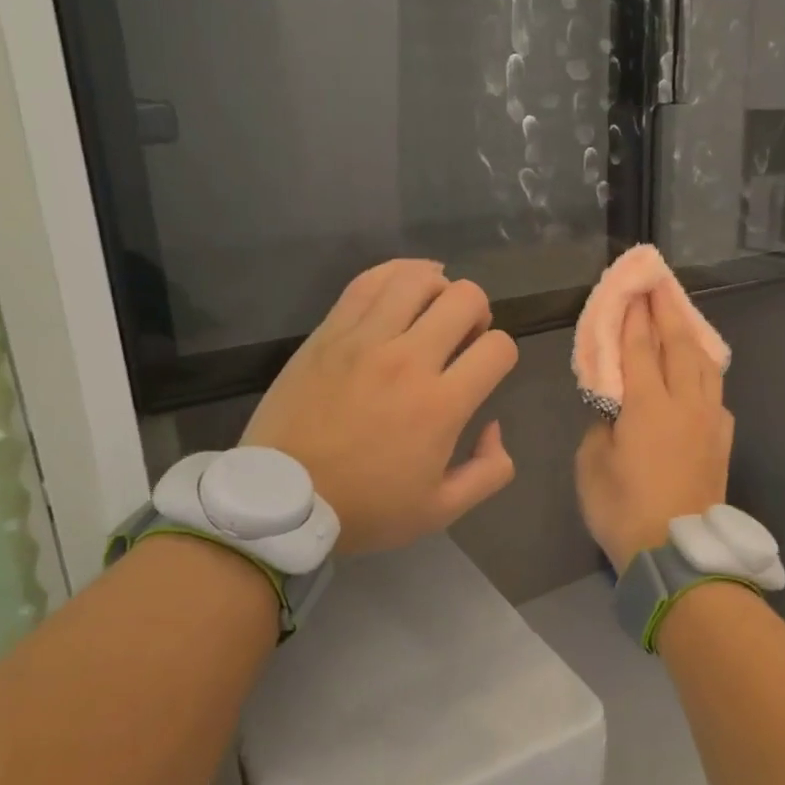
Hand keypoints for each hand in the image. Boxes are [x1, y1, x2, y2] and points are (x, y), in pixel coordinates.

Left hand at [244, 260, 519, 553]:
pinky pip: (369, 281)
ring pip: (419, 279)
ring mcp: (364, 340)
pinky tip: (404, 287)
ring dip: (439, 288)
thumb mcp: (441, 510)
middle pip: (466, 299)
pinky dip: (396, 274)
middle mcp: (408, 360)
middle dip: (478, 313)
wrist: (281, 499)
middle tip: (463, 337)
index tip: (486, 370)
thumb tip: (493, 426)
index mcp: (441, 405)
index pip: (498, 347)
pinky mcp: (330, 332)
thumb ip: (489, 471)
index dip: (503, 353)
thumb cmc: (364, 508)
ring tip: (432, 309)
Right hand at [575, 286, 732, 573]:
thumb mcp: (591, 465)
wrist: (678, 552)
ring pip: (705, 364)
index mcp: (648, 405)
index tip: (633, 290)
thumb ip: (601, 426)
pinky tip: (700, 373)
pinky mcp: (722, 440)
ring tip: (682, 317)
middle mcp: (684, 403)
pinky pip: (715, 393)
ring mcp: (709, 421)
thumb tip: (614, 410)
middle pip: (679, 345)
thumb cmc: (623, 509)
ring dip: (692, 335)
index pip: (641, 348)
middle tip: (660, 284)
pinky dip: (706, 372)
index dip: (635, 317)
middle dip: (668, 312)